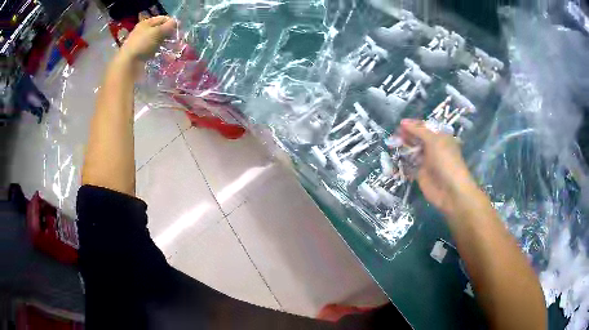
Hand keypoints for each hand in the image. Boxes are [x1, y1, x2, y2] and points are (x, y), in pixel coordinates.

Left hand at [118, 16, 176, 63]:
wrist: (128, 65)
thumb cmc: (142, 44)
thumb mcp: (158, 32)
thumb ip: (168, 26)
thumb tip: (176, 22)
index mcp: (146, 23)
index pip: (162, 19)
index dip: (172, 22)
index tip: (179, 29)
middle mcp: (143, 31)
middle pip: (159, 29)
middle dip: (169, 34)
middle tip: (177, 39)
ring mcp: (141, 43)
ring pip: (157, 40)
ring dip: (165, 43)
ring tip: (173, 48)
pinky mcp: (141, 54)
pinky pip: (153, 50)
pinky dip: (160, 52)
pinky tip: (164, 55)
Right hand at [398, 119, 478, 216]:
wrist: (450, 190)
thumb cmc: (445, 160)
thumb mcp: (434, 141)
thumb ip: (418, 130)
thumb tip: (403, 122)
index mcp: (440, 137)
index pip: (425, 127)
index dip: (413, 125)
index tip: (400, 124)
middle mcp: (433, 147)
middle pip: (417, 138)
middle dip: (406, 135)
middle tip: (394, 134)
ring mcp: (427, 161)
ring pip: (413, 150)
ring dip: (403, 147)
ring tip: (392, 143)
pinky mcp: (420, 173)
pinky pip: (410, 165)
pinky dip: (402, 161)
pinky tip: (394, 156)